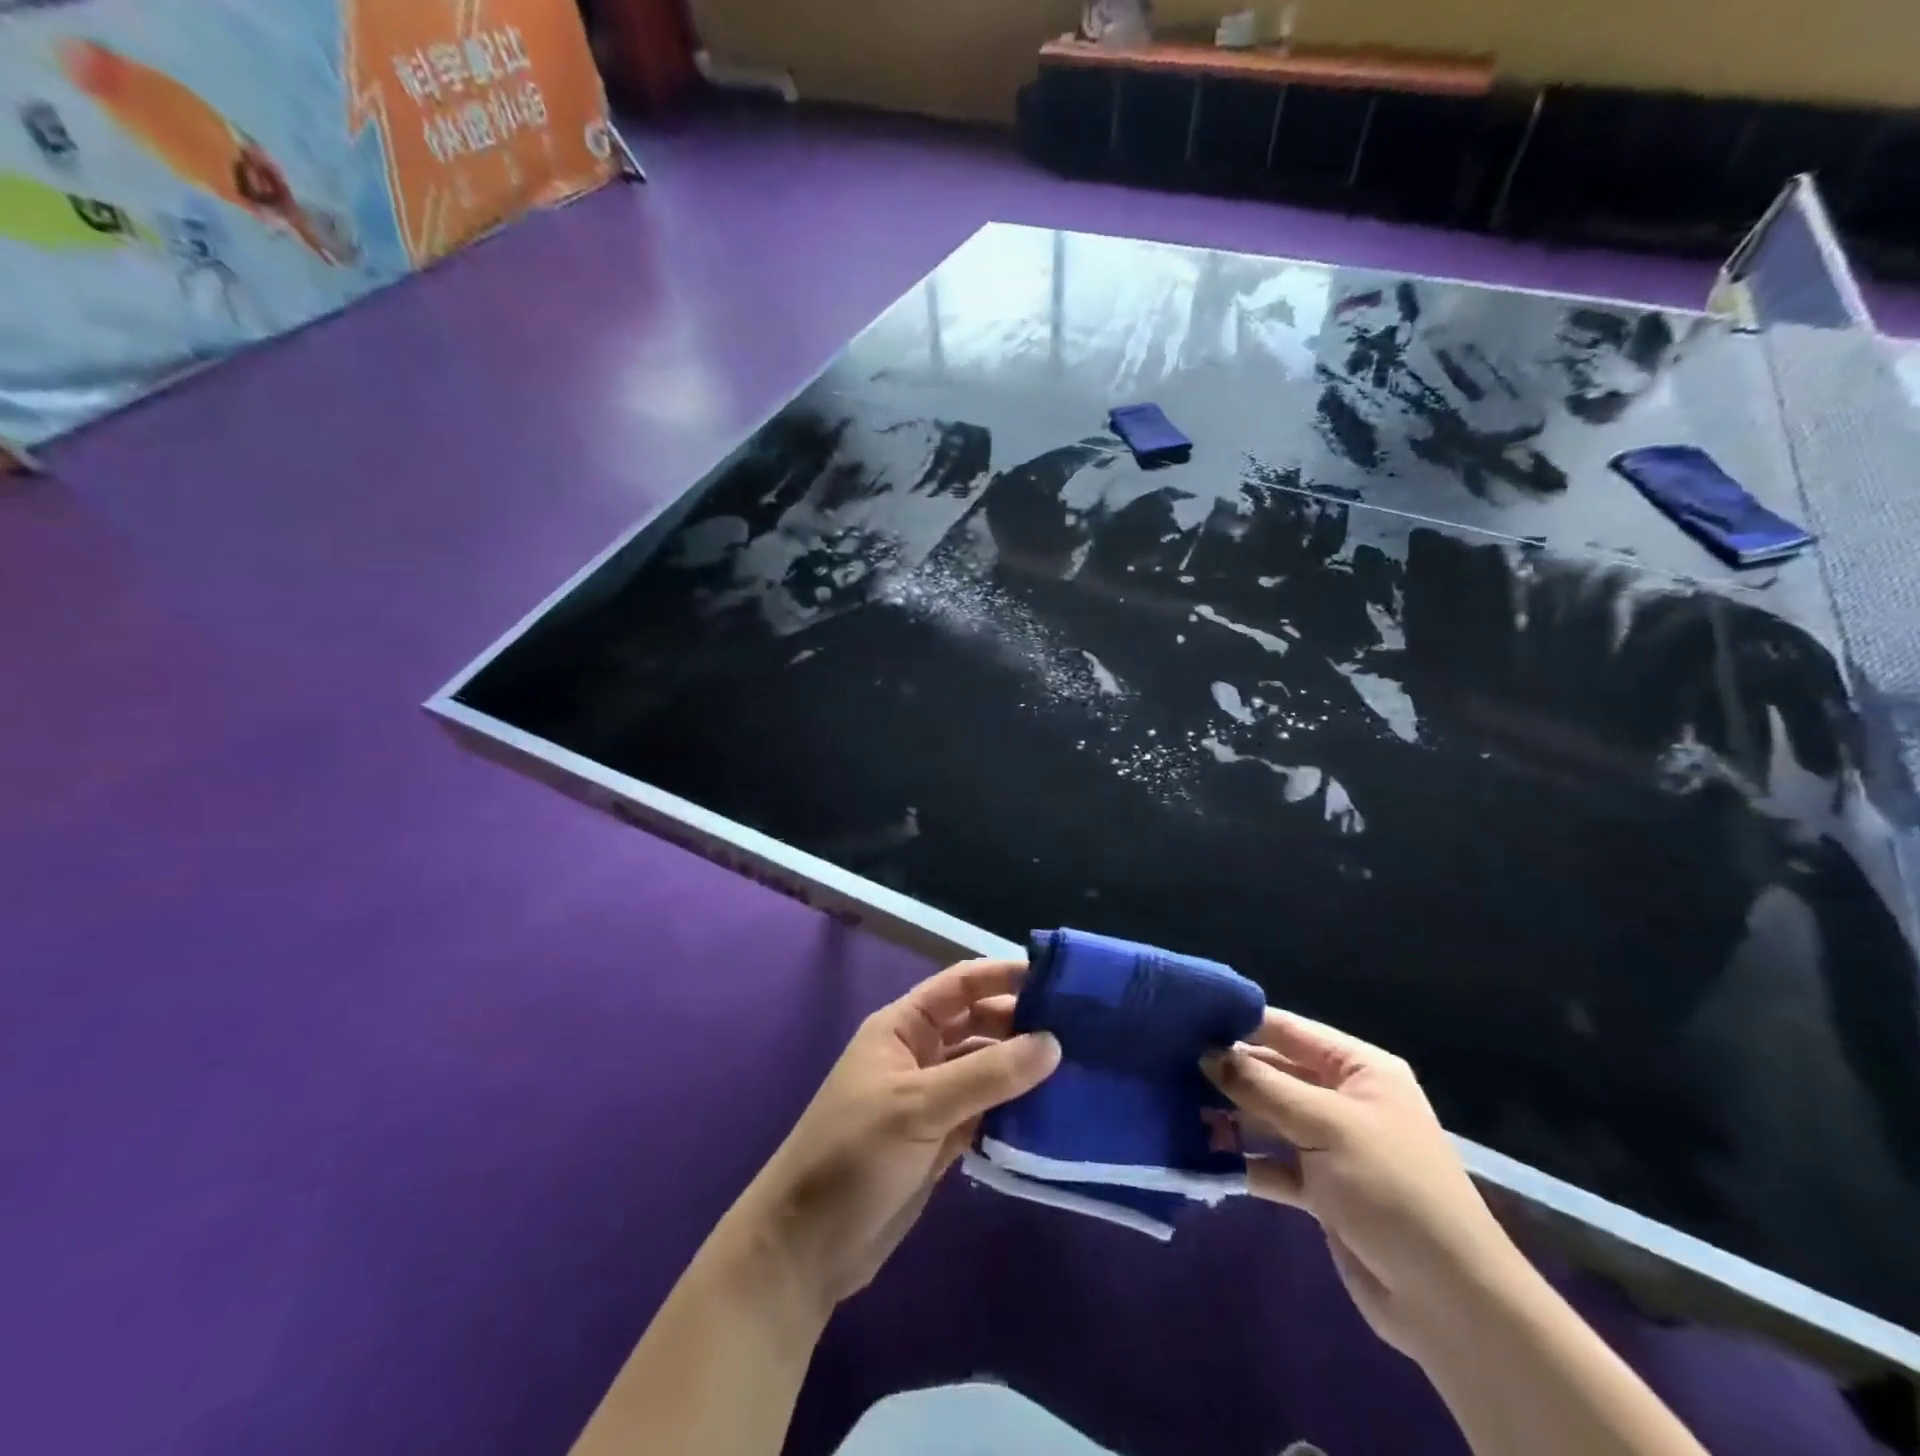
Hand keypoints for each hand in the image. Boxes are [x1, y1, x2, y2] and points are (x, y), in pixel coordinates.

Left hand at [723, 958, 1060, 1313]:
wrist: (807, 1248)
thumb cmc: (853, 1155)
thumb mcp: (918, 1106)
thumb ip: (986, 1075)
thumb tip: (1052, 1041)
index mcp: (903, 1026)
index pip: (961, 985)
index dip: (1005, 976)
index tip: (1059, 980)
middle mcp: (920, 1053)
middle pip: (979, 1025)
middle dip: (1022, 1023)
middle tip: (1082, 1031)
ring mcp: (932, 1098)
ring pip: (986, 1070)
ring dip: (1023, 1070)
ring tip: (1079, 1070)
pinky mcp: (942, 1140)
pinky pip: (987, 1112)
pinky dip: (1015, 1112)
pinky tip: (1053, 1115)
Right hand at [1203, 1010, 1519, 1356]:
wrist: (1449, 1302)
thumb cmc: (1392, 1189)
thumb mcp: (1326, 1125)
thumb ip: (1262, 1086)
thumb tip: (1205, 1053)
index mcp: (1358, 1070)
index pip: (1288, 1031)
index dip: (1239, 1024)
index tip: (1185, 1020)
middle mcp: (1343, 1100)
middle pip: (1273, 1074)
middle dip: (1226, 1074)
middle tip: (1167, 1067)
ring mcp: (1330, 1146)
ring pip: (1267, 1119)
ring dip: (1227, 1118)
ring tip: (1174, 1110)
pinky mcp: (1320, 1190)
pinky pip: (1270, 1162)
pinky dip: (1241, 1160)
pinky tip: (1199, 1156)